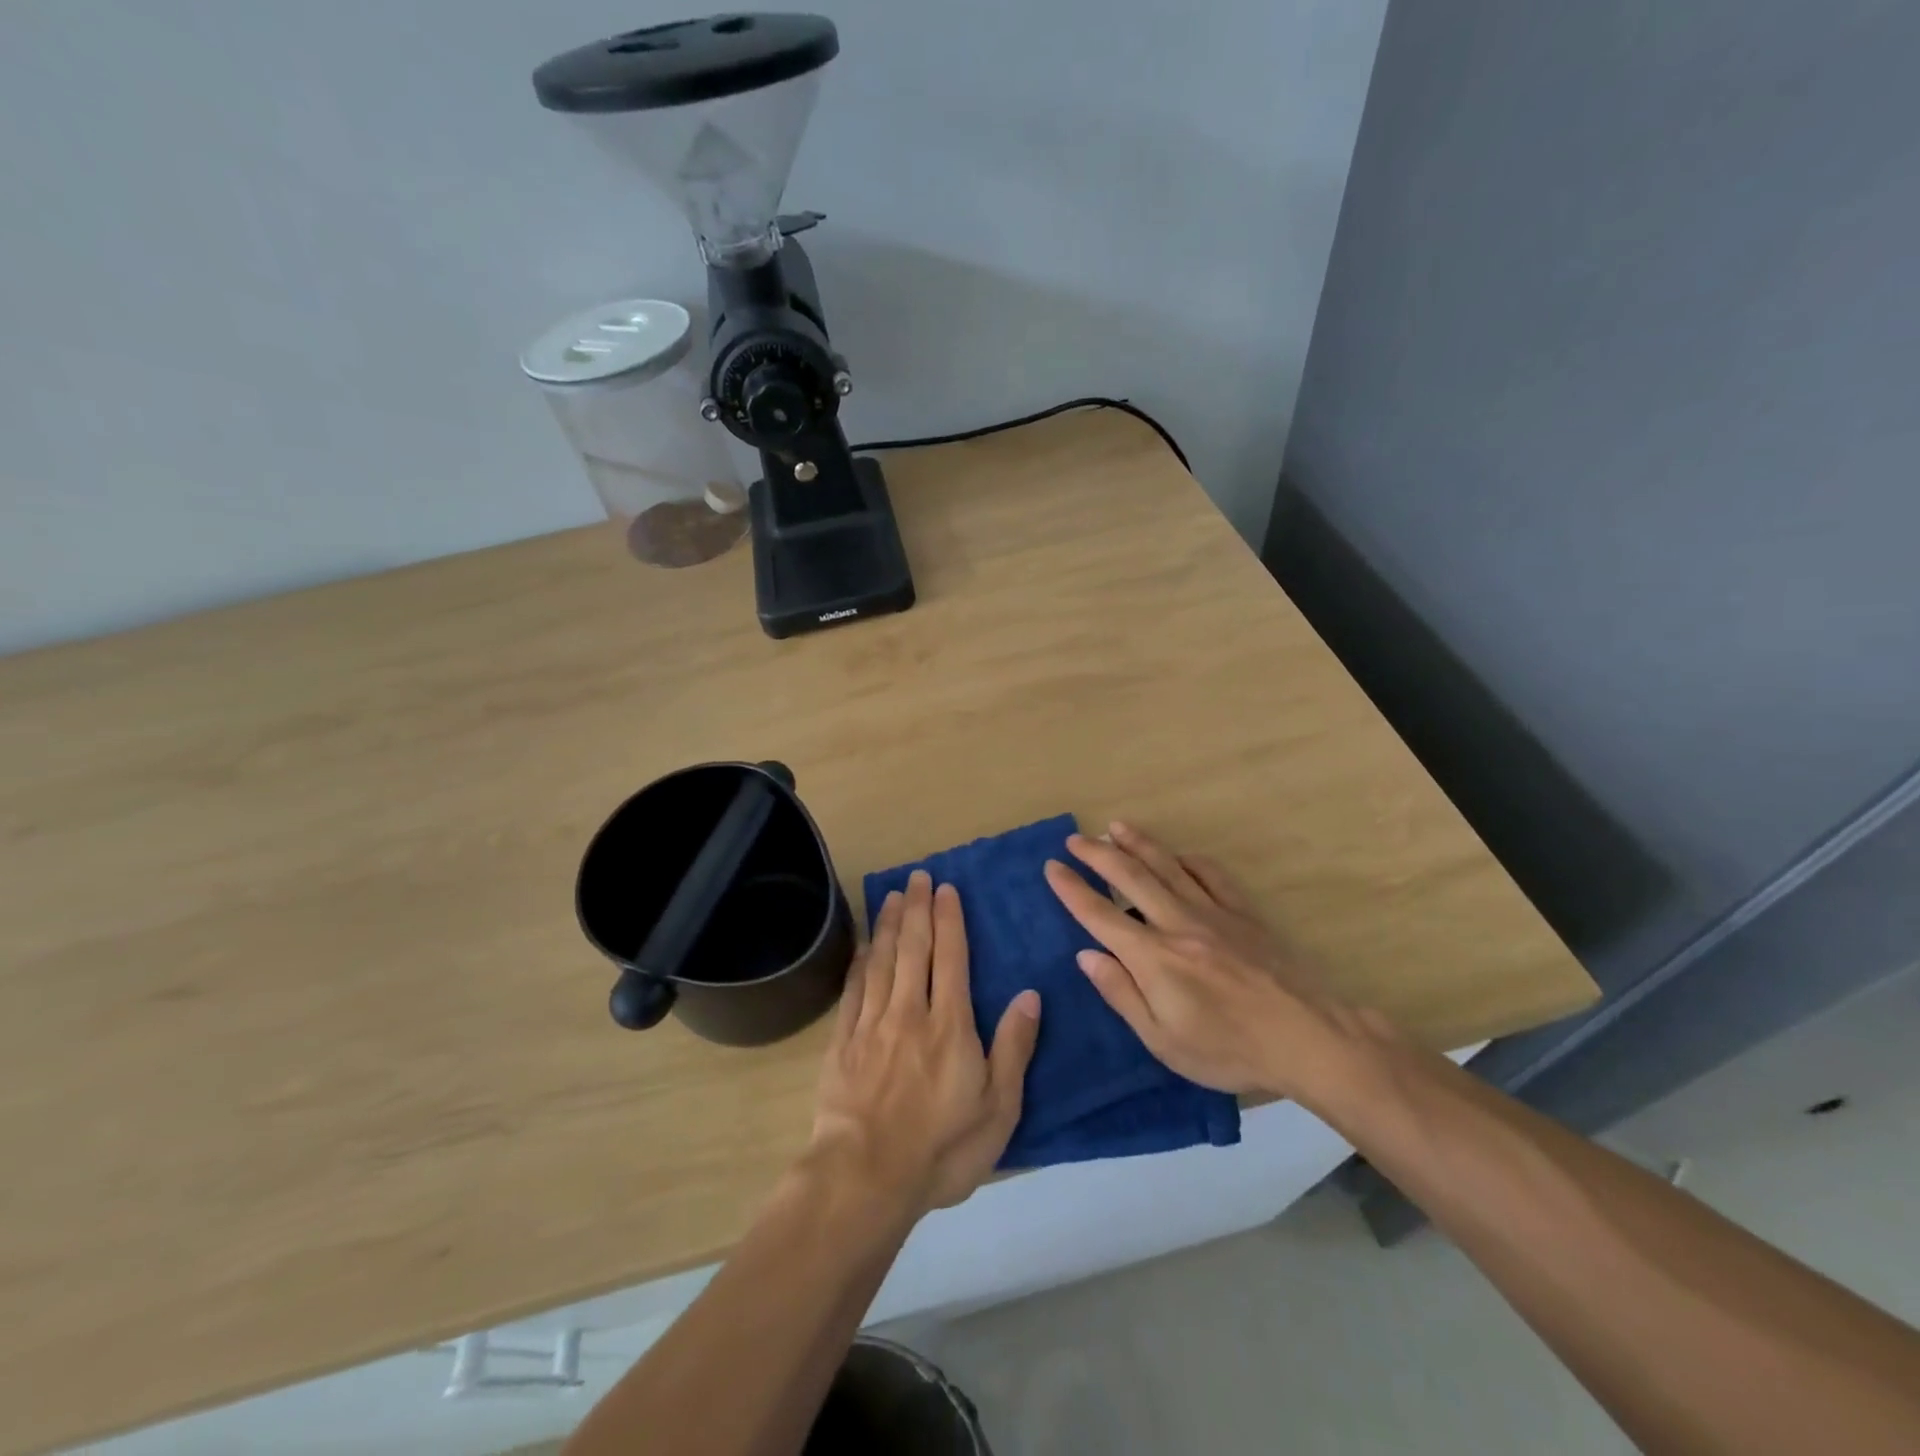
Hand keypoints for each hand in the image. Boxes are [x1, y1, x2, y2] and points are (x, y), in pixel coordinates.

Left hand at [810, 870, 1040, 1216]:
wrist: (865, 1178)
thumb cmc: (941, 1148)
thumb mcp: (998, 1108)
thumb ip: (1013, 1048)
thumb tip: (1030, 995)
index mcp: (950, 1025)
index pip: (950, 958)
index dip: (949, 920)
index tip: (945, 889)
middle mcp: (909, 1012)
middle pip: (914, 949)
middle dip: (918, 909)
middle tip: (917, 877)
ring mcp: (872, 1025)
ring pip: (882, 961)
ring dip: (889, 925)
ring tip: (893, 895)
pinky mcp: (843, 1044)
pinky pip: (853, 990)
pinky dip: (860, 962)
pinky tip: (863, 946)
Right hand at [1043, 823, 1356, 1102]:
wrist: (1307, 1038)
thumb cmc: (1228, 1049)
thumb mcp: (1164, 1040)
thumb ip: (1122, 993)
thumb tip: (1086, 955)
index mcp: (1153, 957)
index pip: (1100, 915)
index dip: (1072, 889)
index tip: (1052, 867)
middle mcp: (1177, 923)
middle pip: (1130, 877)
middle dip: (1098, 854)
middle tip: (1074, 839)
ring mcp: (1213, 913)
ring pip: (1167, 866)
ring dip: (1138, 843)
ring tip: (1115, 827)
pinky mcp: (1244, 913)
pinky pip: (1211, 875)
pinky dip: (1189, 860)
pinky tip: (1179, 855)